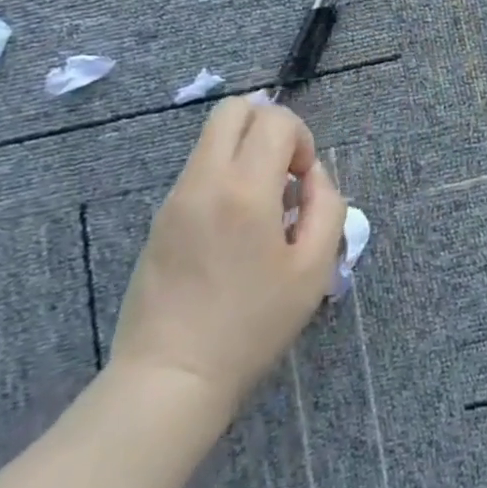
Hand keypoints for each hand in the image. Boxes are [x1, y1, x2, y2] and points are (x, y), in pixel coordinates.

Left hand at [108, 100, 346, 418]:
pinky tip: (235, 230)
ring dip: (246, 152)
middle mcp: (204, 181)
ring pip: (213, 139)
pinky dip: (225, 176)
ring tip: (263, 206)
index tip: (303, 182)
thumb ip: (326, 206)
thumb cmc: (251, 325)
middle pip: (233, 110)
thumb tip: (312, 176)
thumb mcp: (314, 269)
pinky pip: (199, 171)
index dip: (301, 138)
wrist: (171, 378)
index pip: (274, 119)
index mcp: (245, 189)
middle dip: (269, 126)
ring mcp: (175, 198)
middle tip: (284, 173)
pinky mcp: (160, 220)